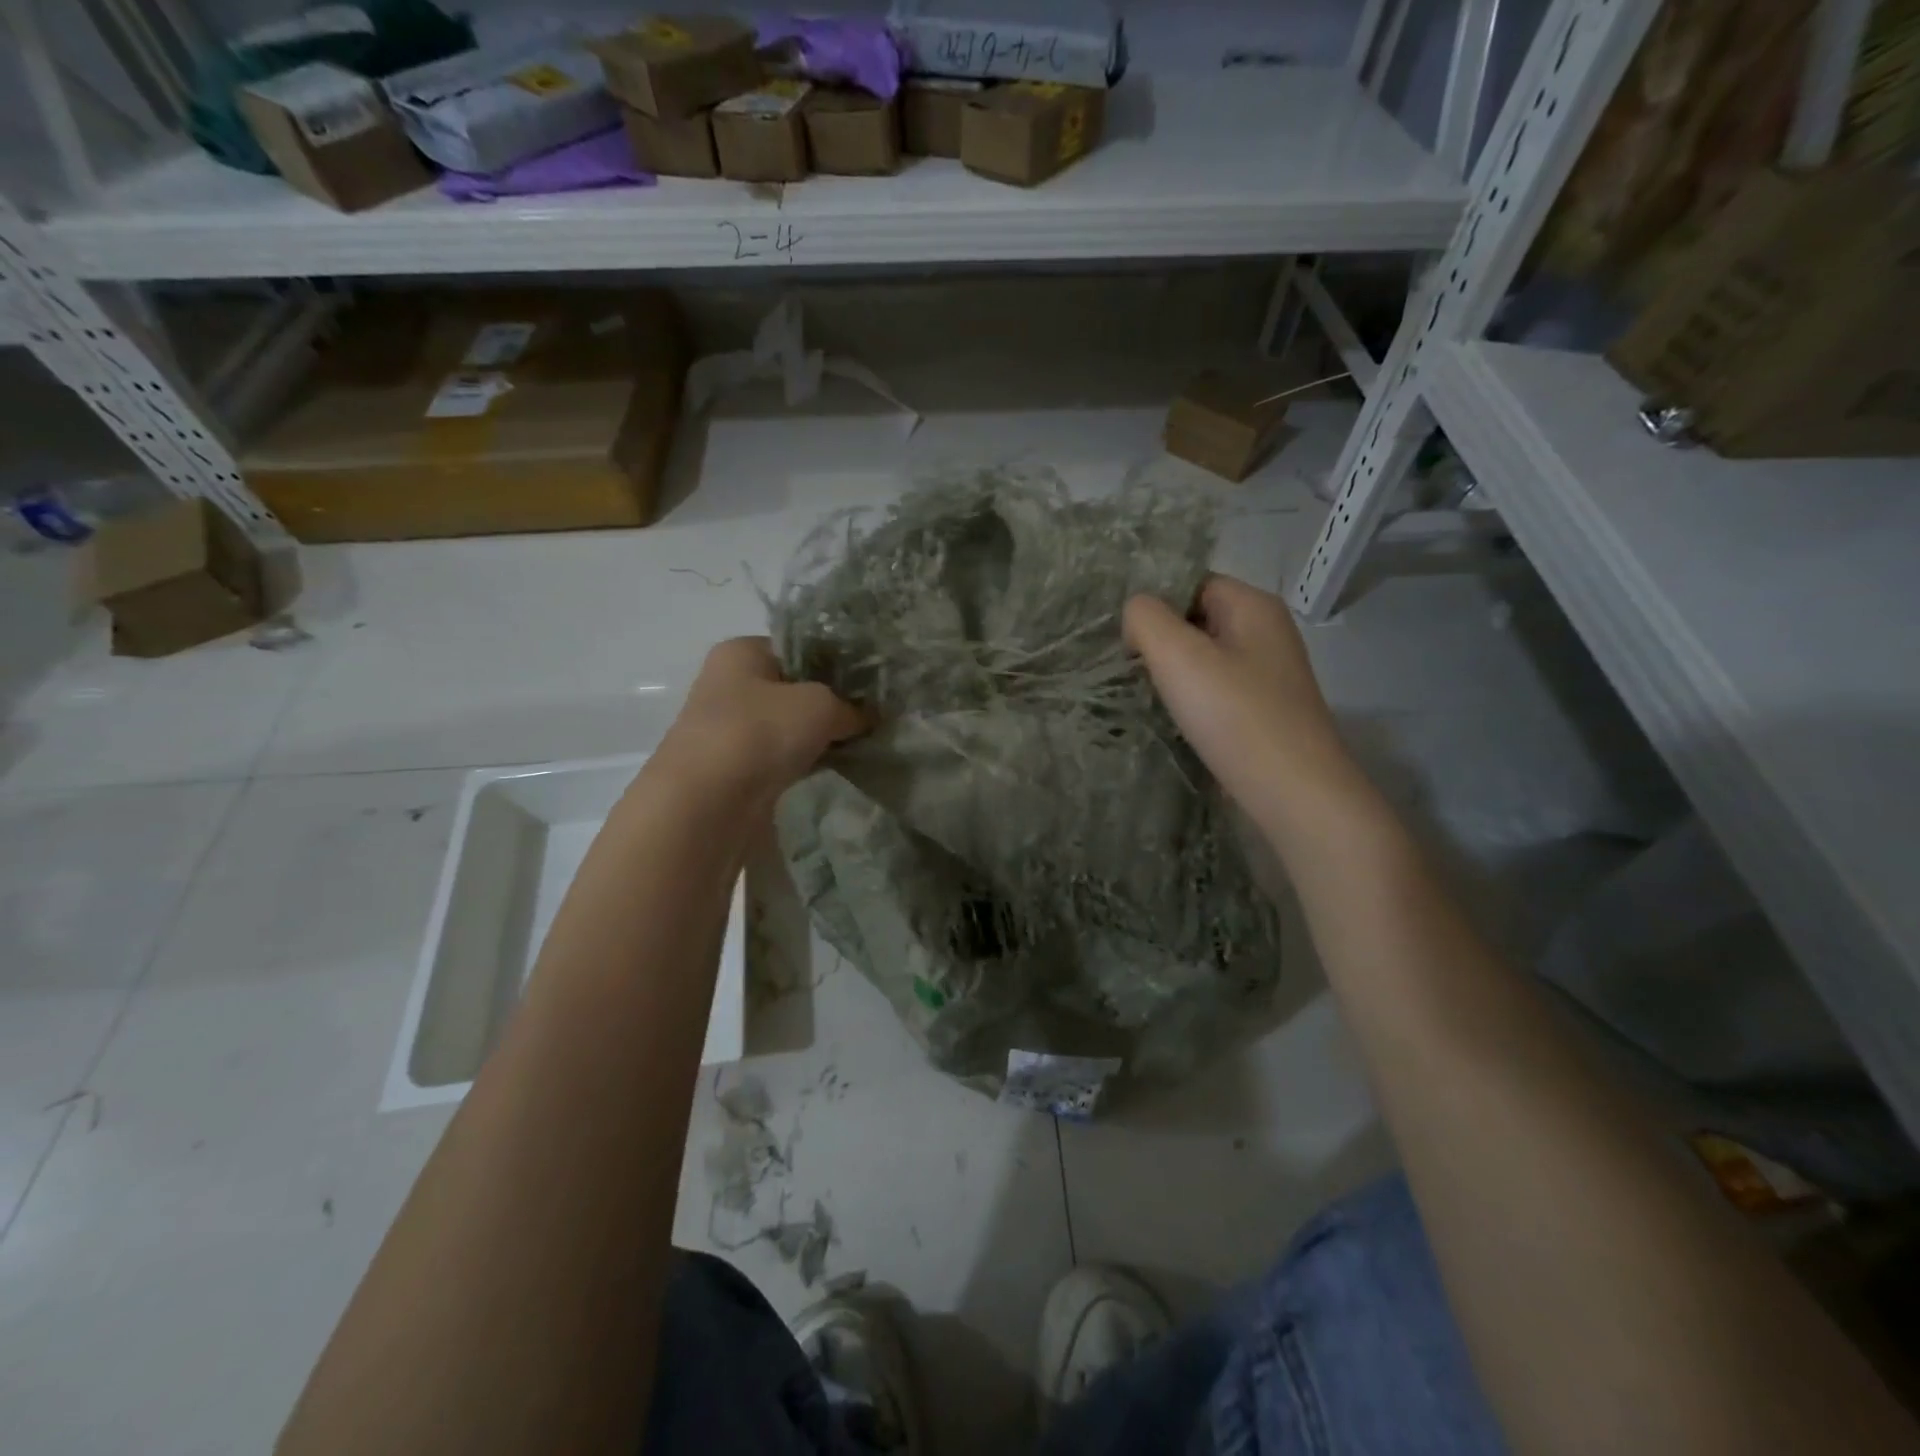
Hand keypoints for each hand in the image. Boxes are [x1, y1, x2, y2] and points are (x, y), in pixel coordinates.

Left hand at [656, 638, 867, 798]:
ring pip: (789, 725)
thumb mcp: (820, 705)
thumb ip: (850, 706)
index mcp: (742, 652)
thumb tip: (867, 717)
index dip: (838, 664)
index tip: (871, 685)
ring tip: (860, 743)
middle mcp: (730, 684)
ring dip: (820, 735)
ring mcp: (730, 729)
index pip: (800, 648)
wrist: (706, 805)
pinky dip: (805, 760)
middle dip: (833, 702)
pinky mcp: (736, 768)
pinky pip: (781, 756)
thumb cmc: (759, 733)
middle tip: (872, 716)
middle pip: (795, 688)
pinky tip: (834, 768)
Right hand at [1123, 575, 1360, 832]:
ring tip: (1148, 696)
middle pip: (1198, 620)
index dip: (1155, 605)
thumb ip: (1146, 619)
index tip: (1127, 640)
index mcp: (1253, 606)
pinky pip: (1217, 690)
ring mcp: (1269, 675)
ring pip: (1205, 658)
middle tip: (1130, 670)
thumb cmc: (1235, 716)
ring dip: (1174, 674)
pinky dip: (1193, 700)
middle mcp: (1267, 632)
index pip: (1191, 583)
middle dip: (1161, 641)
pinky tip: (1176, 720)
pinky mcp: (1264, 711)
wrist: (1294, 793)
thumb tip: (1136, 615)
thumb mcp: (1178, 656)